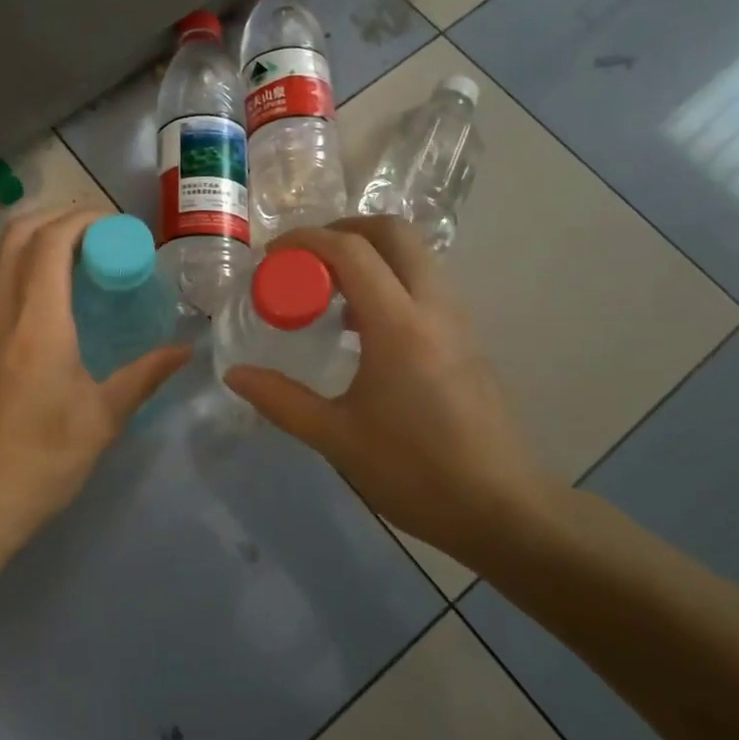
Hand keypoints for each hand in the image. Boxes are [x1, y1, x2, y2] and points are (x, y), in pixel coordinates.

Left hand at [0, 208, 190, 553]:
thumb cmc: (41, 463)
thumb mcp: (102, 420)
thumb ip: (145, 375)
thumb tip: (185, 350)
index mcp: (37, 325)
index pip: (51, 242)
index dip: (84, 220)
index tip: (118, 229)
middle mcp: (2, 313)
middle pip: (18, 234)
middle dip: (60, 218)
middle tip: (102, 237)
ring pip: (4, 258)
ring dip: (42, 243)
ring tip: (85, 264)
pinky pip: (0, 285)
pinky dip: (29, 271)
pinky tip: (58, 303)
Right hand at [222, 216, 551, 557]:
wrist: (503, 510)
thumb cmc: (415, 472)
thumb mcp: (337, 438)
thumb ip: (281, 400)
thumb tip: (235, 375)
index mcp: (398, 325)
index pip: (349, 251)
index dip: (305, 240)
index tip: (271, 256)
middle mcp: (433, 307)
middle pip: (394, 232)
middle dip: (344, 229)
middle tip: (306, 258)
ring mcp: (458, 320)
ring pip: (416, 255)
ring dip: (371, 253)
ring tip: (330, 291)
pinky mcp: (469, 339)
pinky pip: (427, 284)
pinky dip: (391, 279)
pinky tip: (364, 327)